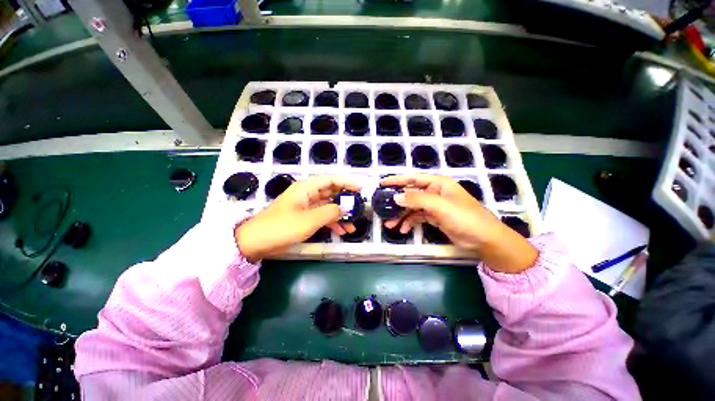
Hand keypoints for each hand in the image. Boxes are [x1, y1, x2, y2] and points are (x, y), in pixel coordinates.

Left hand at [235, 176, 360, 261]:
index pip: (331, 179)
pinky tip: (341, 231)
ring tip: (352, 226)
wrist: (255, 242)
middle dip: (346, 201)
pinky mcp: (304, 217)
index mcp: (306, 188)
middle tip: (359, 209)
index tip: (360, 190)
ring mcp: (306, 206)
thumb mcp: (309, 220)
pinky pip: (322, 216)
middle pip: (331, 192)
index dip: (347, 182)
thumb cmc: (281, 227)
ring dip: (340, 215)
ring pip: (328, 206)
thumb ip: (330, 212)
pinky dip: (332, 222)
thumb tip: (346, 208)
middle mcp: (307, 194)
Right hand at [380, 174, 537, 273]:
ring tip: (389, 225)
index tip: (381, 184)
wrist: (484, 239)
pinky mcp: (435, 217)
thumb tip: (395, 197)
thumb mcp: (440, 206)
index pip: (413, 178)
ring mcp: (434, 206)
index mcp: (438, 183)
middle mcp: (435, 192)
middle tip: (383, 210)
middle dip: (397, 203)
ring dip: (401, 215)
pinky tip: (403, 230)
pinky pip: (418, 217)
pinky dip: (410, 222)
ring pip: (412, 207)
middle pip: (410, 195)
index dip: (396, 180)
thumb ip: (417, 200)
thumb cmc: (465, 218)